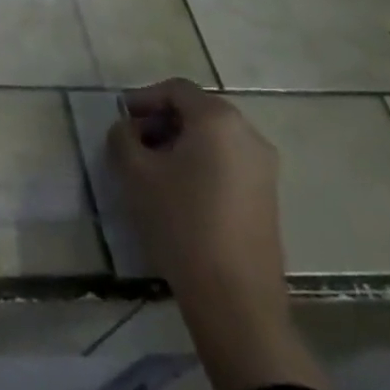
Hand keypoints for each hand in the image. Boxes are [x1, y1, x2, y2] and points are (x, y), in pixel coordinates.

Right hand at [106, 79, 327, 389]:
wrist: (235, 299)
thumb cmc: (181, 222)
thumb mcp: (134, 172)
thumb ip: (123, 136)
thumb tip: (128, 128)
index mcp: (218, 120)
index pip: (176, 90)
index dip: (144, 98)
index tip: (122, 119)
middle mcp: (248, 134)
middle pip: (197, 111)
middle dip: (162, 121)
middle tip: (134, 142)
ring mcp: (264, 168)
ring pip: (213, 137)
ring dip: (181, 143)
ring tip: (153, 169)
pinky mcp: (268, 197)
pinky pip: (228, 161)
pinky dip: (202, 163)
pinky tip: (180, 191)